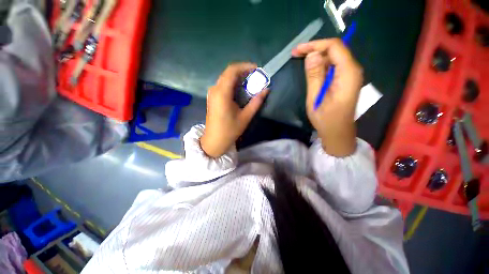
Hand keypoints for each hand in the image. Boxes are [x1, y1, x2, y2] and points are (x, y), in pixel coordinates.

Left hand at [200, 63, 268, 157]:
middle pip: (229, 72)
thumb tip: (266, 90)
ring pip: (226, 77)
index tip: (257, 69)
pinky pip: (223, 84)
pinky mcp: (213, 97)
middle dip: (243, 71)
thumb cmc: (229, 131)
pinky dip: (233, 83)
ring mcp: (212, 93)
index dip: (245, 66)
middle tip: (256, 76)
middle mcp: (215, 89)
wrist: (214, 140)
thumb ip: (256, 102)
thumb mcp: (245, 117)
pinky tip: (241, 89)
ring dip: (238, 77)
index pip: (232, 71)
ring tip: (251, 82)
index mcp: (222, 93)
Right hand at [292, 38, 362, 156]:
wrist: (338, 132)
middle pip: (335, 50)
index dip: (315, 45)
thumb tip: (311, 55)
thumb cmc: (326, 119)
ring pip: (333, 57)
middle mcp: (352, 70)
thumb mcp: (316, 98)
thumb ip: (314, 76)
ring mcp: (350, 75)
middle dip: (315, 49)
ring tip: (300, 61)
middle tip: (296, 55)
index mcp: (348, 73)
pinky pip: (333, 66)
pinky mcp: (345, 80)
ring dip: (317, 57)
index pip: (334, 47)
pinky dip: (321, 65)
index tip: (298, 50)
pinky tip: (311, 70)